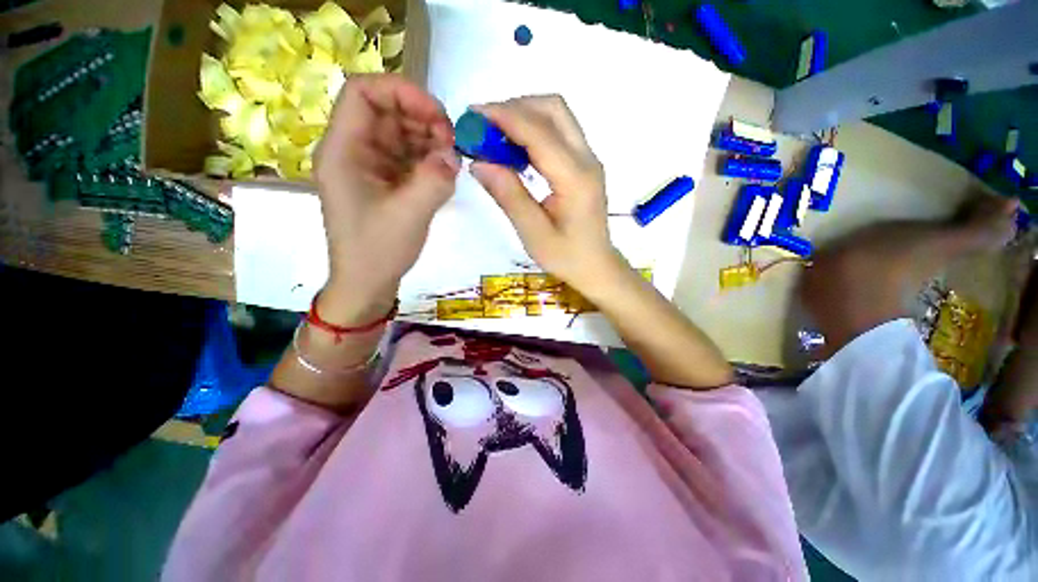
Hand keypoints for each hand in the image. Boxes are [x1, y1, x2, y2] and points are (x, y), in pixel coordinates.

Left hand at [314, 74, 459, 322]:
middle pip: (387, 112)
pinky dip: (428, 159)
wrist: (367, 284)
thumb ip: (434, 179)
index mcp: (344, 150)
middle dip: (423, 119)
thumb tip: (453, 155)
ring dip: (429, 140)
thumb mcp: (410, 215)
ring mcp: (370, 167)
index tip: (438, 116)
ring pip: (400, 134)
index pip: (364, 92)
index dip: (402, 92)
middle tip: (452, 144)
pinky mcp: (385, 182)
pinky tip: (444, 172)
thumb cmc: (378, 251)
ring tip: (451, 160)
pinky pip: (407, 157)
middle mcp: (354, 151)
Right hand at [469, 95, 622, 290]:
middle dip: (515, 108)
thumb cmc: (567, 257)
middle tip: (484, 126)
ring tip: (495, 136)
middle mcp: (587, 159)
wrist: (596, 266)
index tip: (473, 116)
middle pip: (553, 109)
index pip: (539, 132)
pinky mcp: (584, 164)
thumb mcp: (534, 234)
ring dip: (524, 115)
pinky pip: (558, 132)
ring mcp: (588, 159)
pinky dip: (533, 130)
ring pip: (557, 116)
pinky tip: (515, 150)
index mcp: (575, 179)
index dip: (504, 117)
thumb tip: (479, 163)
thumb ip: (509, 197)